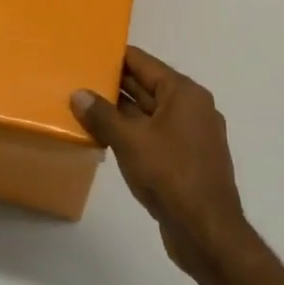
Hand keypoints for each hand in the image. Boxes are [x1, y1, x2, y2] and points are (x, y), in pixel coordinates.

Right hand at [73, 47, 252, 280]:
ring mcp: (191, 135)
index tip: (86, 53)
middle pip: (146, 86)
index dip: (114, 56)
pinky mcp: (186, 159)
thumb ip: (102, 115)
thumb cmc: (170, 175)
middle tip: (77, 80)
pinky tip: (104, 138)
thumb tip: (79, 94)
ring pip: (148, 113)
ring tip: (83, 107)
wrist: (206, 231)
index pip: (143, 62)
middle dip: (113, 84)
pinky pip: (153, 135)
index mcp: (184, 93)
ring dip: (119, 112)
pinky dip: (131, 133)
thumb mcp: (129, 141)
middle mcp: (192, 108)